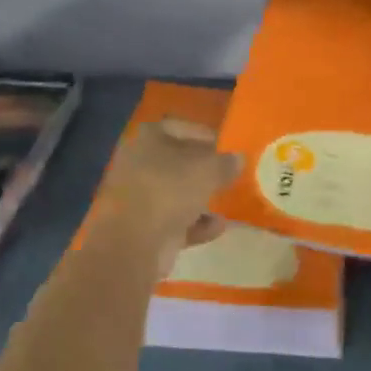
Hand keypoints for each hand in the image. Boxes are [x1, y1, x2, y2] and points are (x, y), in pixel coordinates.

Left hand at [98, 118, 241, 276]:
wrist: (132, 244)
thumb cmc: (169, 190)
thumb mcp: (208, 170)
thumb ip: (226, 163)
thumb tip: (238, 158)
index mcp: (148, 138)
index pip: (181, 127)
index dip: (206, 135)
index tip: (228, 147)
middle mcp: (138, 162)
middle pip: (177, 162)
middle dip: (203, 170)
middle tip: (228, 175)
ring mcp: (137, 197)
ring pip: (174, 193)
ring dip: (199, 198)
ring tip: (226, 202)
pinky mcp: (140, 228)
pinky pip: (173, 221)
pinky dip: (194, 224)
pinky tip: (217, 227)